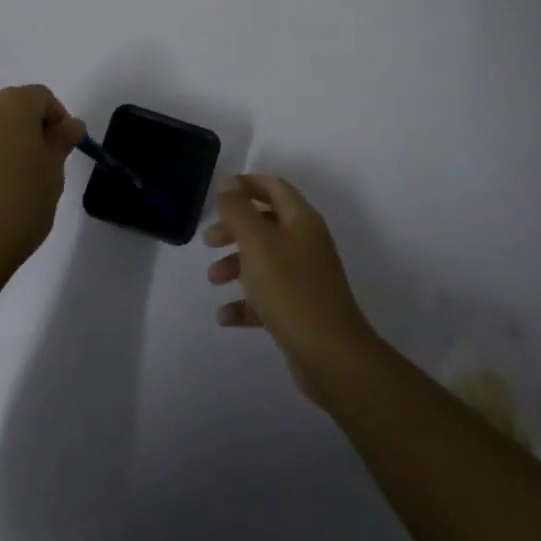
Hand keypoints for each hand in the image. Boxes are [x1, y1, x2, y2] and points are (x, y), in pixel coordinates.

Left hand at [0, 85, 84, 306]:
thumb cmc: (18, 206)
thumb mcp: (53, 173)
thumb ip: (61, 141)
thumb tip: (70, 124)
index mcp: (12, 105)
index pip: (42, 97)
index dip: (57, 119)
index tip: (64, 148)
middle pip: (11, 109)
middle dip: (28, 130)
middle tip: (40, 166)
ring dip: (1, 145)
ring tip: (10, 183)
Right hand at [205, 174, 381, 407]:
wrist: (331, 355)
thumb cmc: (290, 289)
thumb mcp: (258, 244)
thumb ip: (239, 211)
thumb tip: (228, 185)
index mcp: (301, 220)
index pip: (274, 188)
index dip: (246, 184)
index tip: (218, 193)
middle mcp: (306, 243)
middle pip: (266, 223)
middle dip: (235, 229)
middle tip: (209, 241)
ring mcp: (305, 277)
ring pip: (264, 260)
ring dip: (236, 265)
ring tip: (213, 280)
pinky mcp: (300, 309)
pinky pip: (267, 296)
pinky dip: (246, 302)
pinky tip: (225, 315)